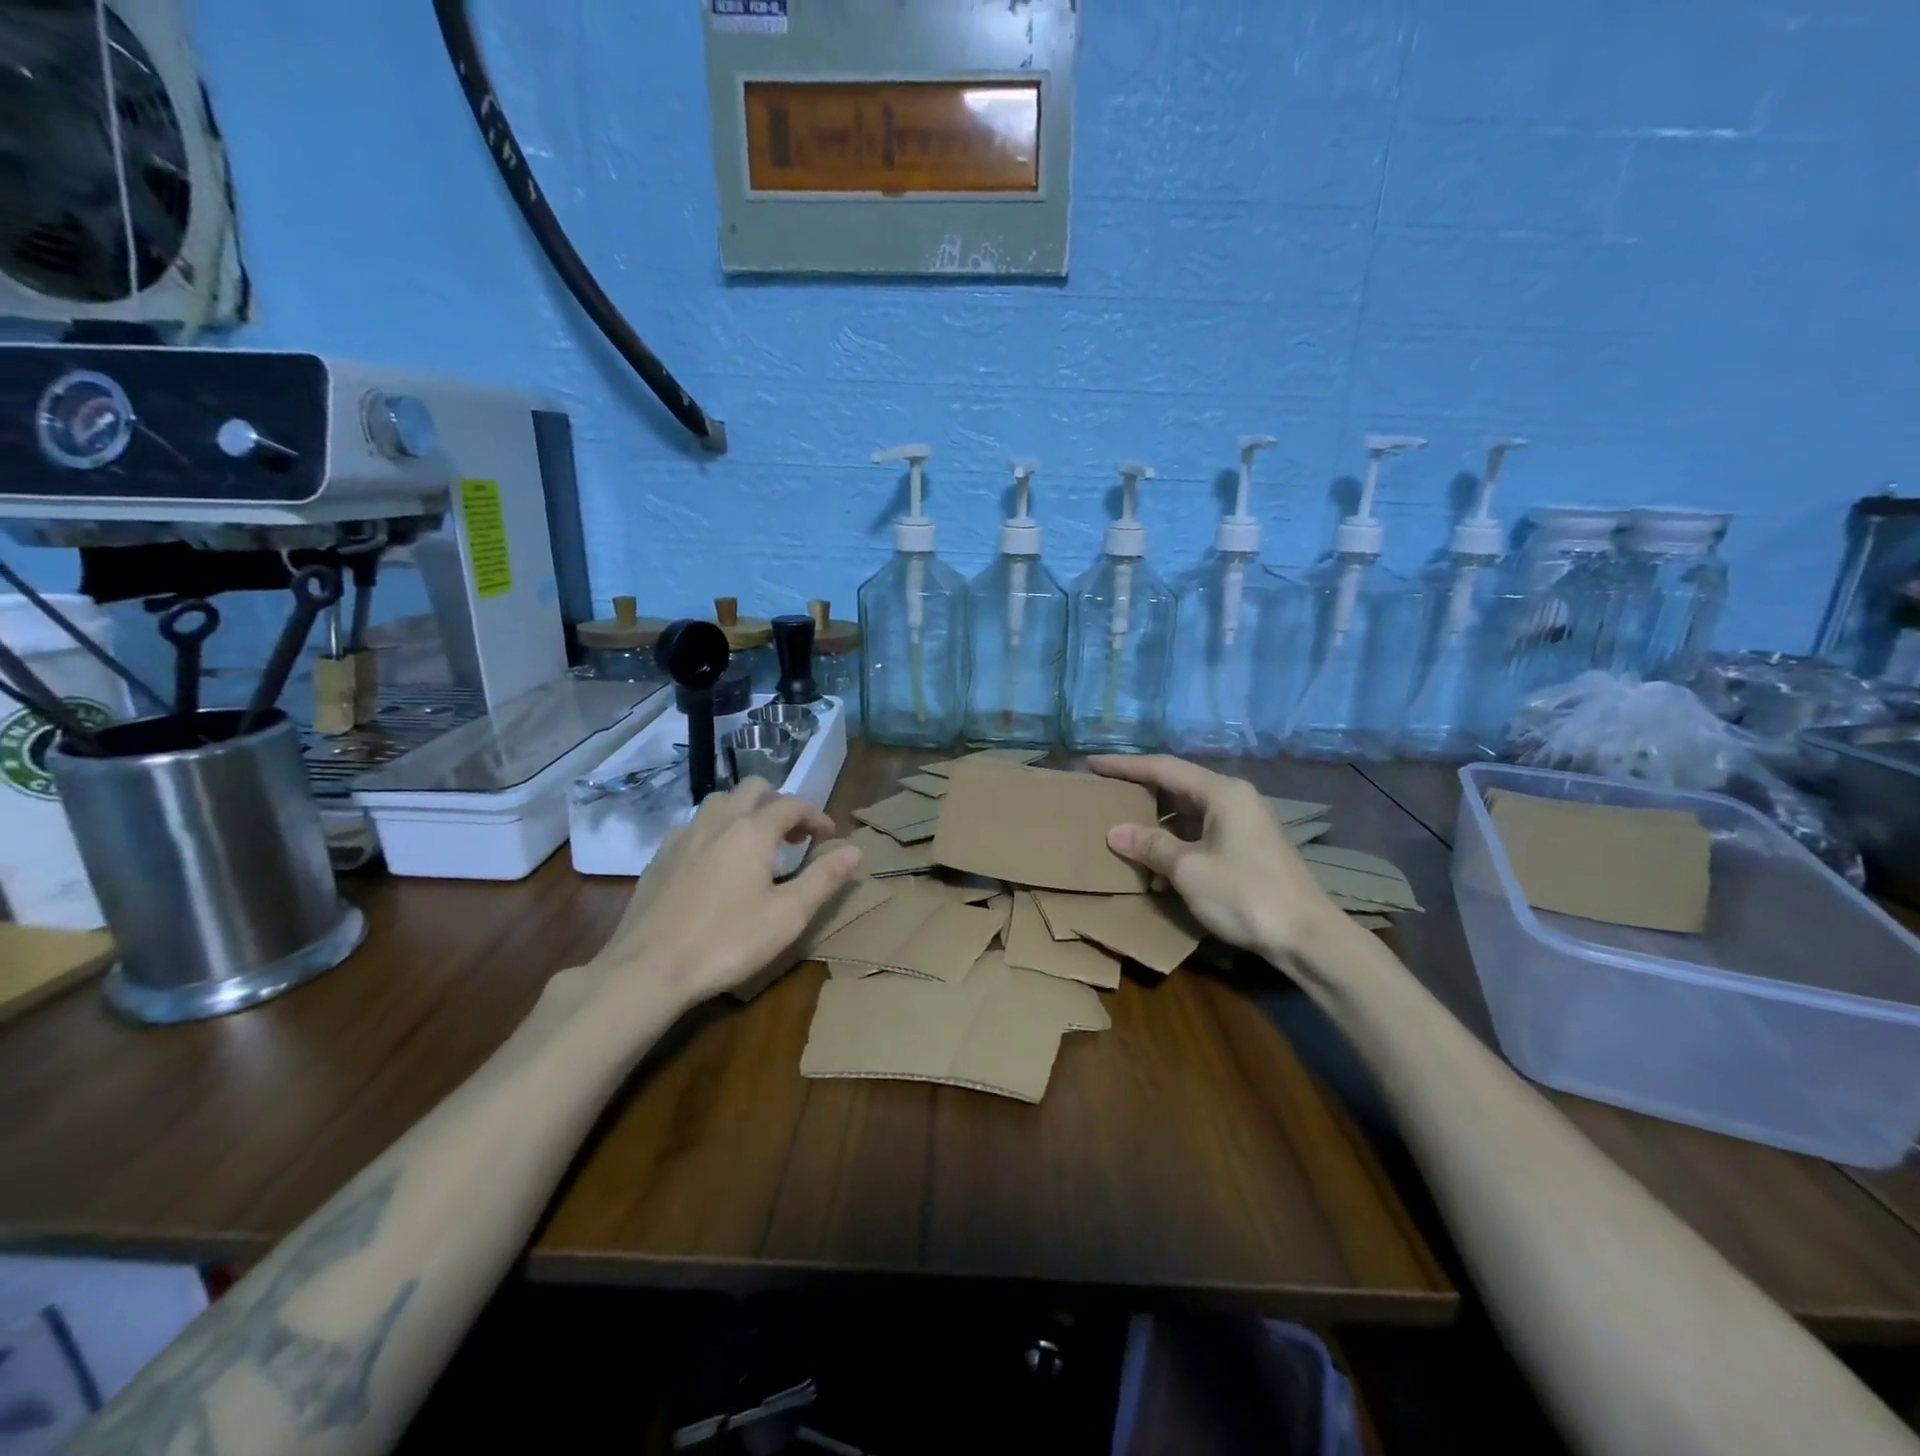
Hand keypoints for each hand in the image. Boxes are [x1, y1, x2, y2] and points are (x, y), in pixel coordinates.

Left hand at [581, 780, 861, 1014]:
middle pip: (754, 789)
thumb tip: (855, 849)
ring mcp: (683, 836)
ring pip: (720, 802)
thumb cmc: (727, 942)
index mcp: (752, 830)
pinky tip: (716, 863)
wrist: (648, 969)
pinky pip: (695, 825)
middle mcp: (717, 821)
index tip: (829, 836)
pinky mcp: (659, 856)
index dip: (816, 815)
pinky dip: (716, 830)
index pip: (793, 804)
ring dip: (745, 811)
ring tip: (757, 844)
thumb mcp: (788, 915)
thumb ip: (824, 878)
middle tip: (794, 836)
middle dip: (779, 803)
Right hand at [1089, 755, 1344, 958]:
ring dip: (1156, 827)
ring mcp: (1243, 825)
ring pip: (1188, 815)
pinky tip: (1155, 870)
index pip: (1163, 768)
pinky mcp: (1247, 849)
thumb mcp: (1189, 869)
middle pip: (1177, 787)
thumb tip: (1116, 832)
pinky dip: (1175, 846)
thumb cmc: (1245, 895)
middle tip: (1104, 796)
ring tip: (1122, 836)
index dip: (1125, 766)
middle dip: (1140, 794)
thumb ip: (1151, 845)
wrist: (1307, 937)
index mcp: (1222, 793)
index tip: (1092, 764)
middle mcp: (1234, 800)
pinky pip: (1200, 836)